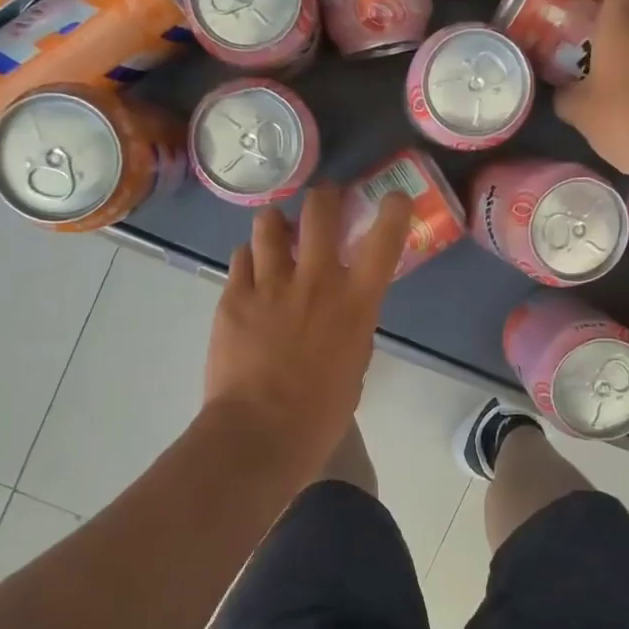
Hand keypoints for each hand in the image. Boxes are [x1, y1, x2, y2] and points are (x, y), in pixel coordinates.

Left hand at [204, 184, 412, 478]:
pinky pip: (240, 256)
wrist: (260, 431)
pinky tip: (250, 272)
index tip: (393, 199)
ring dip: (277, 223)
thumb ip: (351, 325)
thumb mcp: (354, 363)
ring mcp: (271, 284)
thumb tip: (340, 309)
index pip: (384, 241)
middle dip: (324, 196)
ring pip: (269, 223)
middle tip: (323, 200)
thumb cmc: (320, 411)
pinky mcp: (234, 295)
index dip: (393, 210)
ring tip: (276, 232)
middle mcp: (316, 280)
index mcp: (355, 302)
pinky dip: (249, 257)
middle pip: (320, 211)